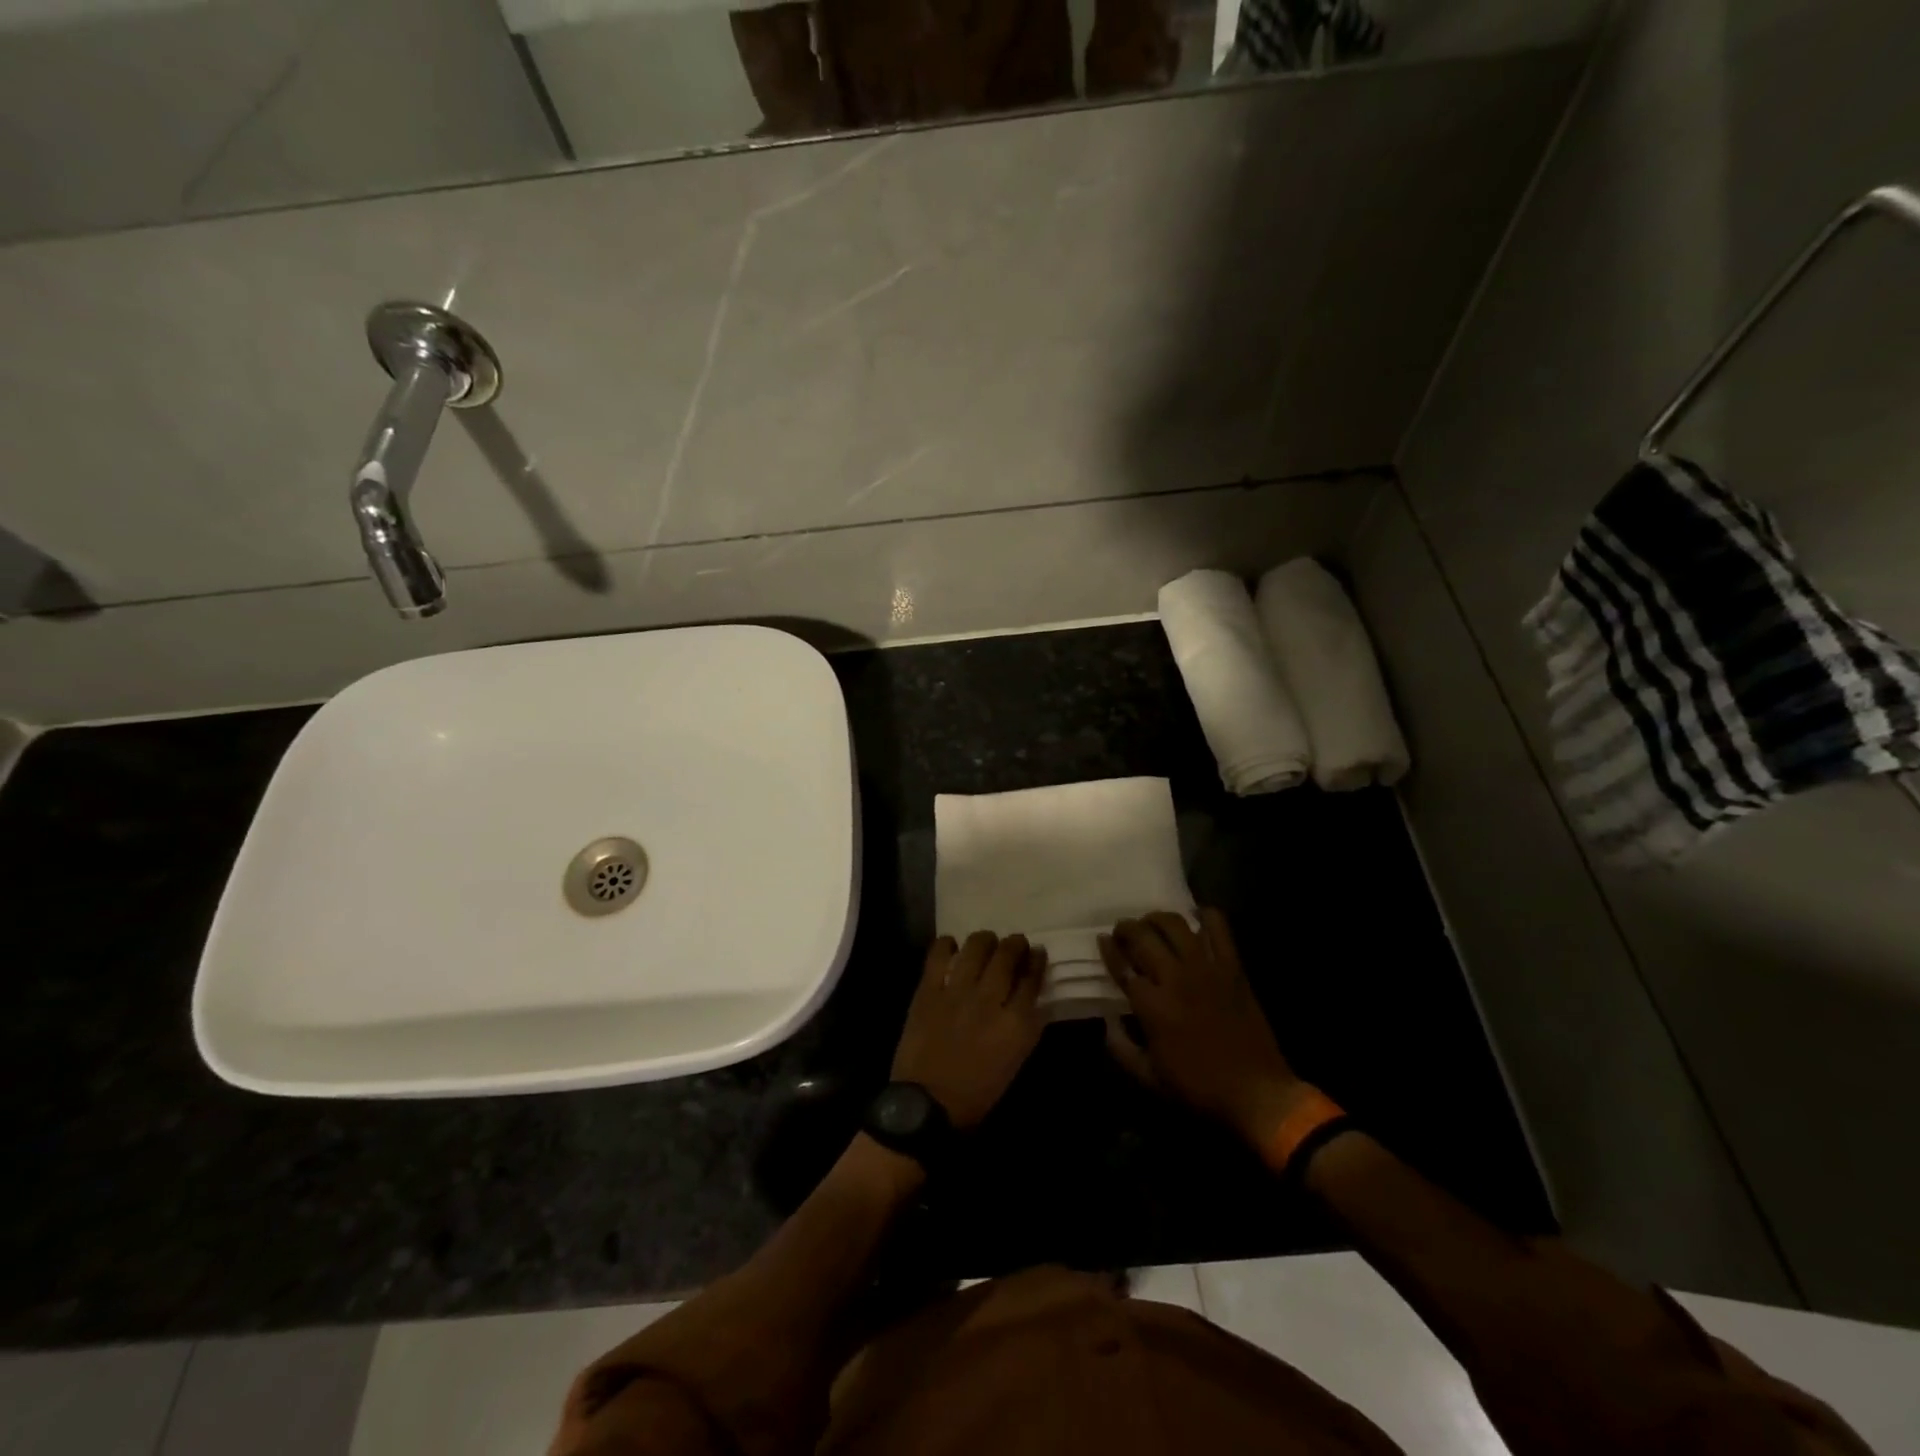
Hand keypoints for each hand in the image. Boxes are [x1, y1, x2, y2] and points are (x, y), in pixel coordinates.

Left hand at [891, 932, 1046, 1130]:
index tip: (1037, 953)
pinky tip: (951, 946)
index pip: (1033, 978)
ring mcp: (957, 992)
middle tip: (1015, 942)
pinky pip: (939, 954)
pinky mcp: (928, 990)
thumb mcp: (1014, 1061)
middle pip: (1008, 955)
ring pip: (977, 947)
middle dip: (1015, 944)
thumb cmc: (976, 1093)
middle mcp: (990, 1000)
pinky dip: (947, 945)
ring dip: (985, 939)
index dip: (1036, 961)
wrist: (926, 1105)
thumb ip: (1026, 1027)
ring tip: (985, 941)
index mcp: (1016, 1024)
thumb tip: (1032, 999)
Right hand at [1099, 909, 1311, 1146]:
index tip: (1101, 940)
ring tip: (1153, 924)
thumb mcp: (1149, 1079)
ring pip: (1175, 924)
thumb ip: (1121, 1048)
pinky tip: (1196, 920)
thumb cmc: (1199, 1089)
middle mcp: (1175, 978)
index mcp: (1152, 1006)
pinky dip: (1206, 916)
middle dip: (1126, 928)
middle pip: (1142, 936)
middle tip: (1123, 931)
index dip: (1108, 949)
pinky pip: (1219, 929)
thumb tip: (1107, 1022)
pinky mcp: (1233, 968)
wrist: (1257, 1094)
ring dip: (1157, 918)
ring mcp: (1206, 969)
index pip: (1121, 965)